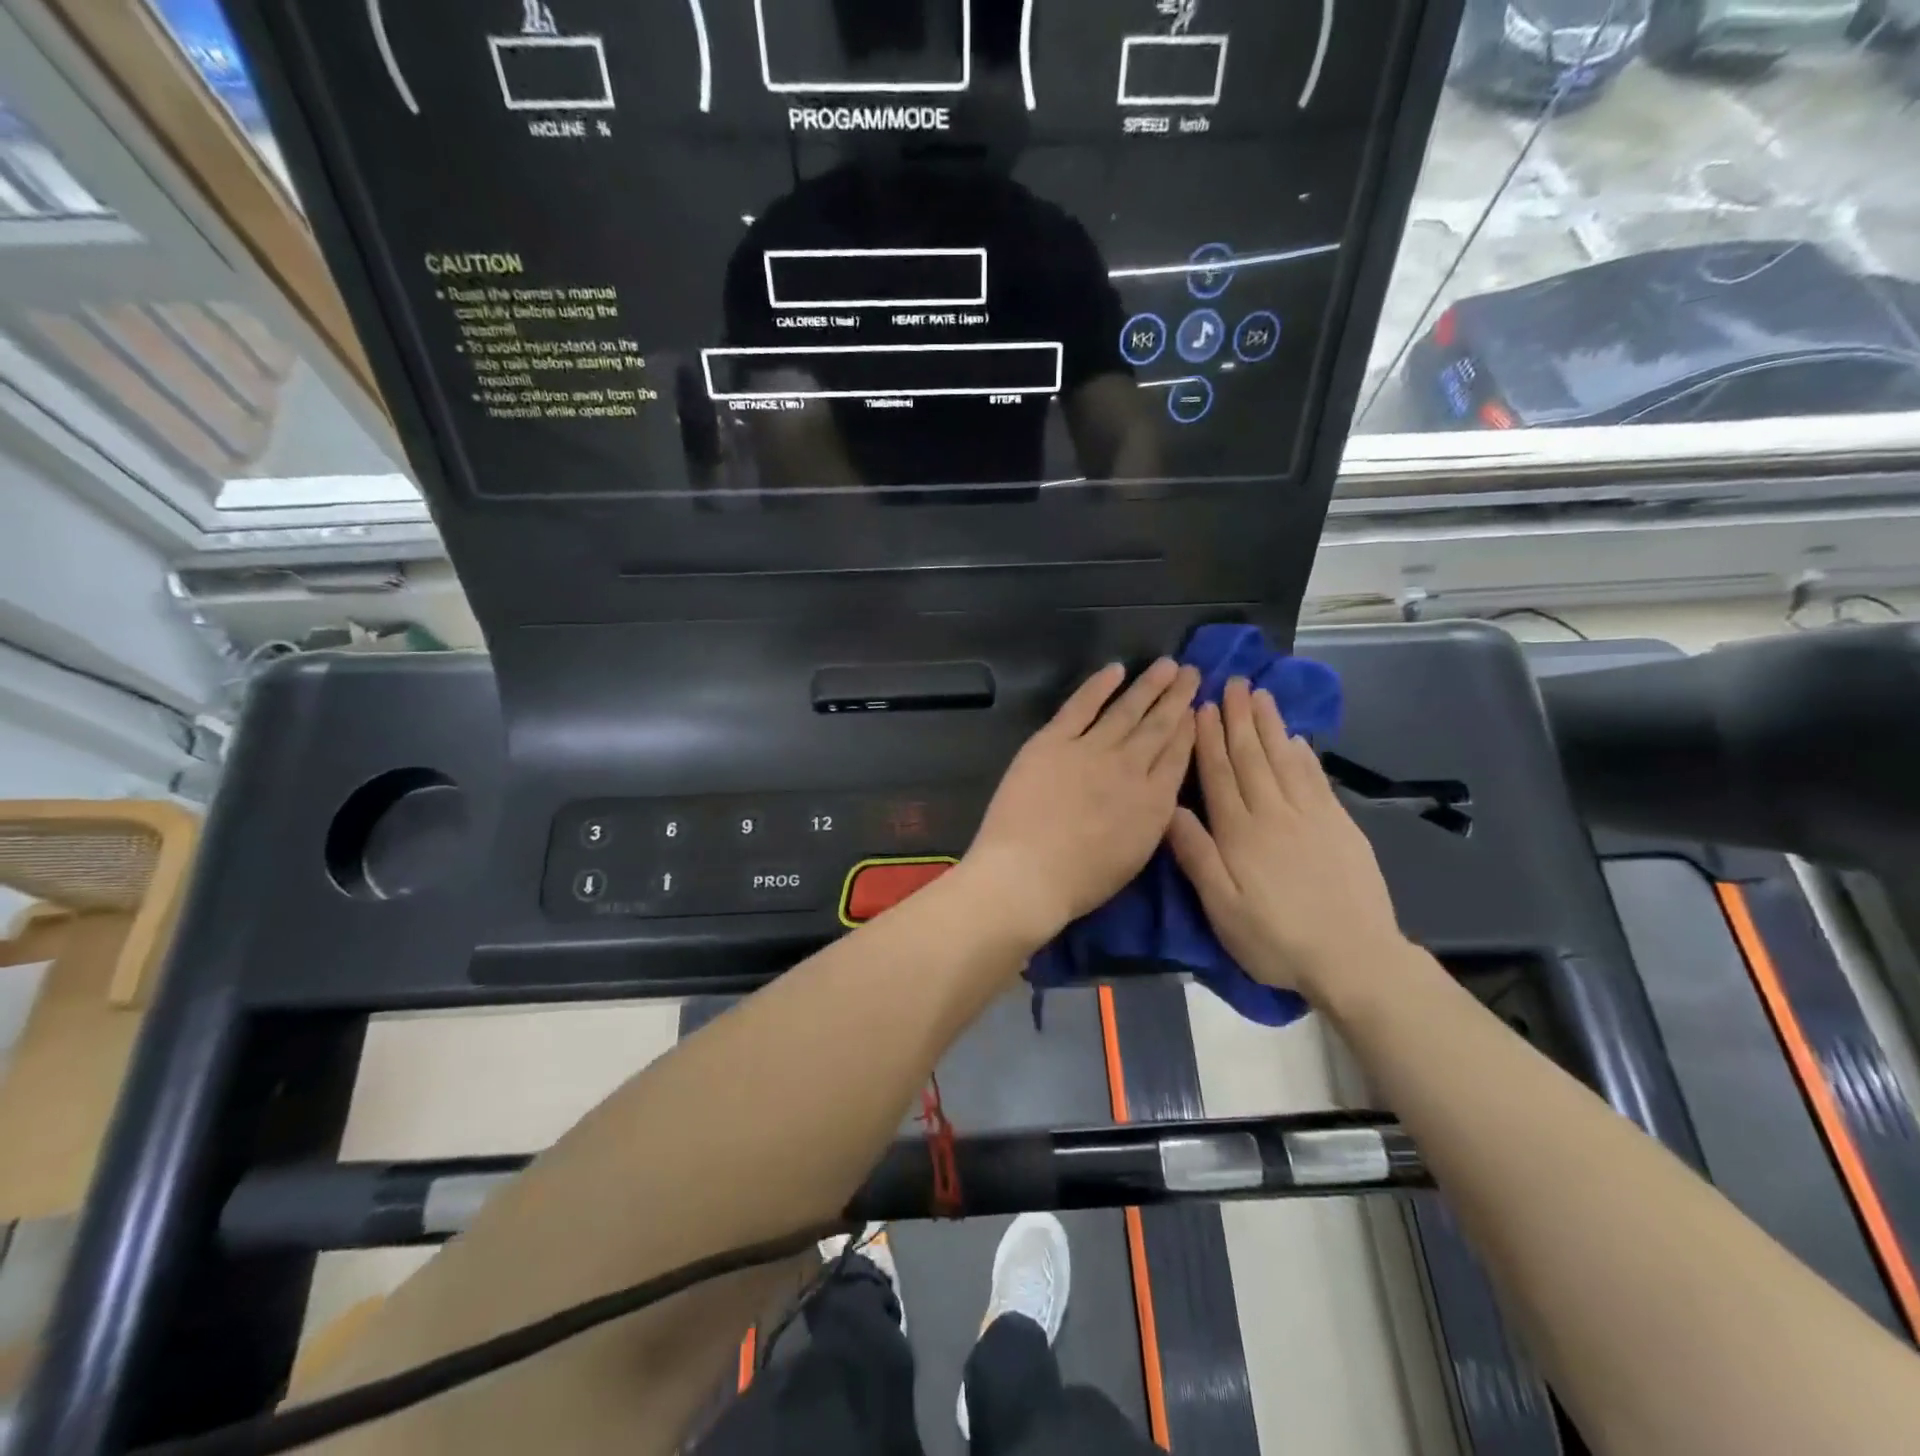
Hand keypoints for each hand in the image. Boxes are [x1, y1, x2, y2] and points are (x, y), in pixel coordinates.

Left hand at [964, 660, 1198, 947]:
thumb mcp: (1135, 857)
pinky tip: (1114, 670)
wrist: (1027, 873)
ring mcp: (1091, 750)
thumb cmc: (1079, 881)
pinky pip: (1081, 706)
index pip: (1178, 756)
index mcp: (1154, 802)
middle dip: (1177, 698)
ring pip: (1127, 710)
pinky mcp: (1053, 741)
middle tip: (1191, 672)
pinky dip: (1098, 686)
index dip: (1189, 729)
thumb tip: (1157, 793)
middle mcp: (1130, 768)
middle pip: (1159, 726)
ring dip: (1148, 686)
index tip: (1198, 708)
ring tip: (1166, 665)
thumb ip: (1150, 819)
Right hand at [1167, 678, 1407, 1002]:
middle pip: (1252, 756)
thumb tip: (1170, 807)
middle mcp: (1273, 813)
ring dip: (1271, 725)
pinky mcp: (1340, 825)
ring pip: (1285, 759)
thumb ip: (1196, 854)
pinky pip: (1316, 779)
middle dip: (1239, 717)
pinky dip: (1304, 754)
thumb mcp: (1221, 906)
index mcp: (1239, 831)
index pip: (1219, 774)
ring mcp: (1311, 816)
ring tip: (1261, 694)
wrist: (1353, 957)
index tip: (1202, 705)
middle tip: (1233, 682)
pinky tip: (1297, 738)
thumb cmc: (1275, 937)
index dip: (1209, 738)